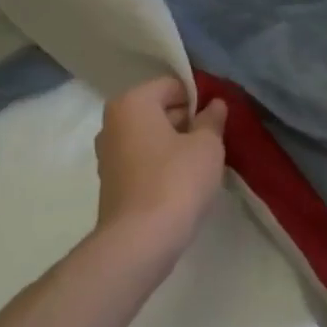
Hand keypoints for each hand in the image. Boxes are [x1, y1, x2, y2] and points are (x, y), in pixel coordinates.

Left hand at [93, 77, 228, 254]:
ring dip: (175, 145)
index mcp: (132, 102)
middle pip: (158, 110)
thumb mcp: (207, 145)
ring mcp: (108, 154)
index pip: (172, 86)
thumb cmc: (176, 180)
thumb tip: (215, 104)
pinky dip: (161, 165)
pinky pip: (143, 161)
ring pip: (151, 137)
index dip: (199, 99)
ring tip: (201, 164)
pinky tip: (182, 183)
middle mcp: (112, 123)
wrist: (140, 240)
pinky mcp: (111, 183)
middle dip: (187, 121)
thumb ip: (212, 120)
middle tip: (214, 141)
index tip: (218, 120)